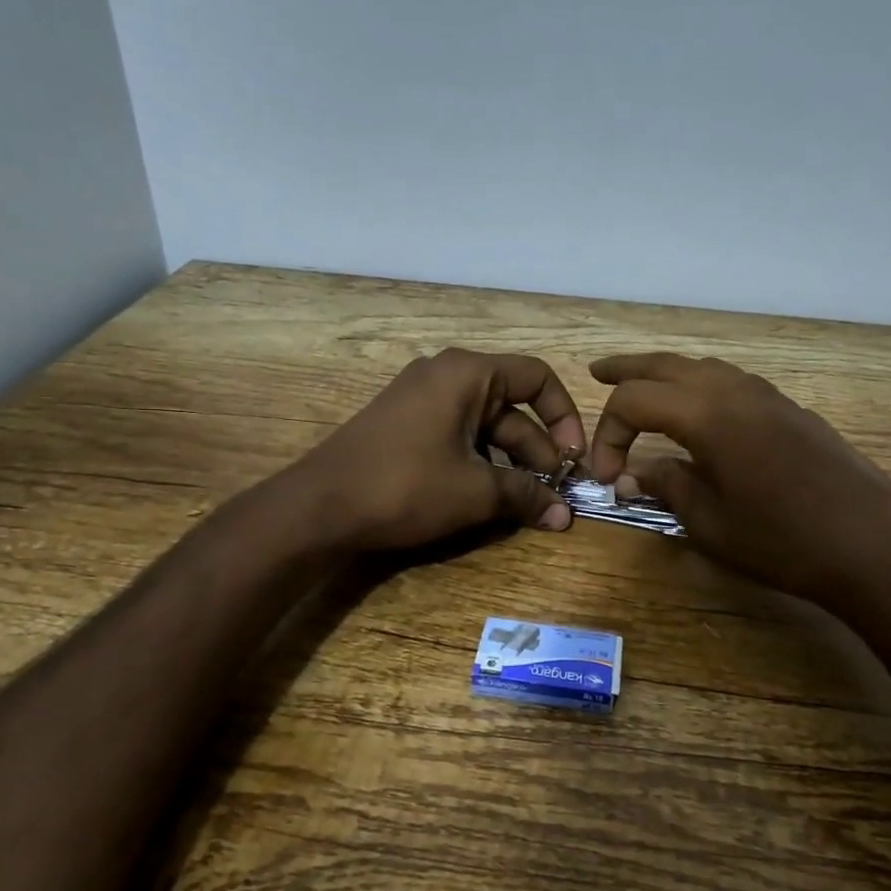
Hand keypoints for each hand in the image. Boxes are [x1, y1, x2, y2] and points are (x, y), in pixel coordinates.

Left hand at [294, 349, 586, 551]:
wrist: (318, 507)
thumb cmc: (405, 486)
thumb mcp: (474, 492)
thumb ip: (526, 496)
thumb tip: (564, 517)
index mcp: (467, 373)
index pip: (537, 377)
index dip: (564, 416)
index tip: (573, 459)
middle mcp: (445, 374)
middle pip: (511, 405)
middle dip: (537, 449)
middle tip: (555, 492)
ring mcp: (420, 398)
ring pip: (484, 424)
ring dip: (510, 461)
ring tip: (527, 501)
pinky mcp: (404, 424)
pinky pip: (457, 434)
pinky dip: (480, 460)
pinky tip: (488, 496)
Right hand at [586, 354, 890, 607]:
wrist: (873, 545)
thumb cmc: (783, 540)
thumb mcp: (710, 522)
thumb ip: (666, 486)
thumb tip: (633, 474)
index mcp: (707, 414)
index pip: (634, 401)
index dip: (609, 433)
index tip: (607, 475)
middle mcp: (735, 390)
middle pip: (666, 364)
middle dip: (627, 370)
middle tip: (596, 373)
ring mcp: (768, 396)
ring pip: (703, 367)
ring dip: (666, 373)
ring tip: (643, 386)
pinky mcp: (790, 410)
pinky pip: (732, 381)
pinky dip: (701, 384)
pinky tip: (699, 409)